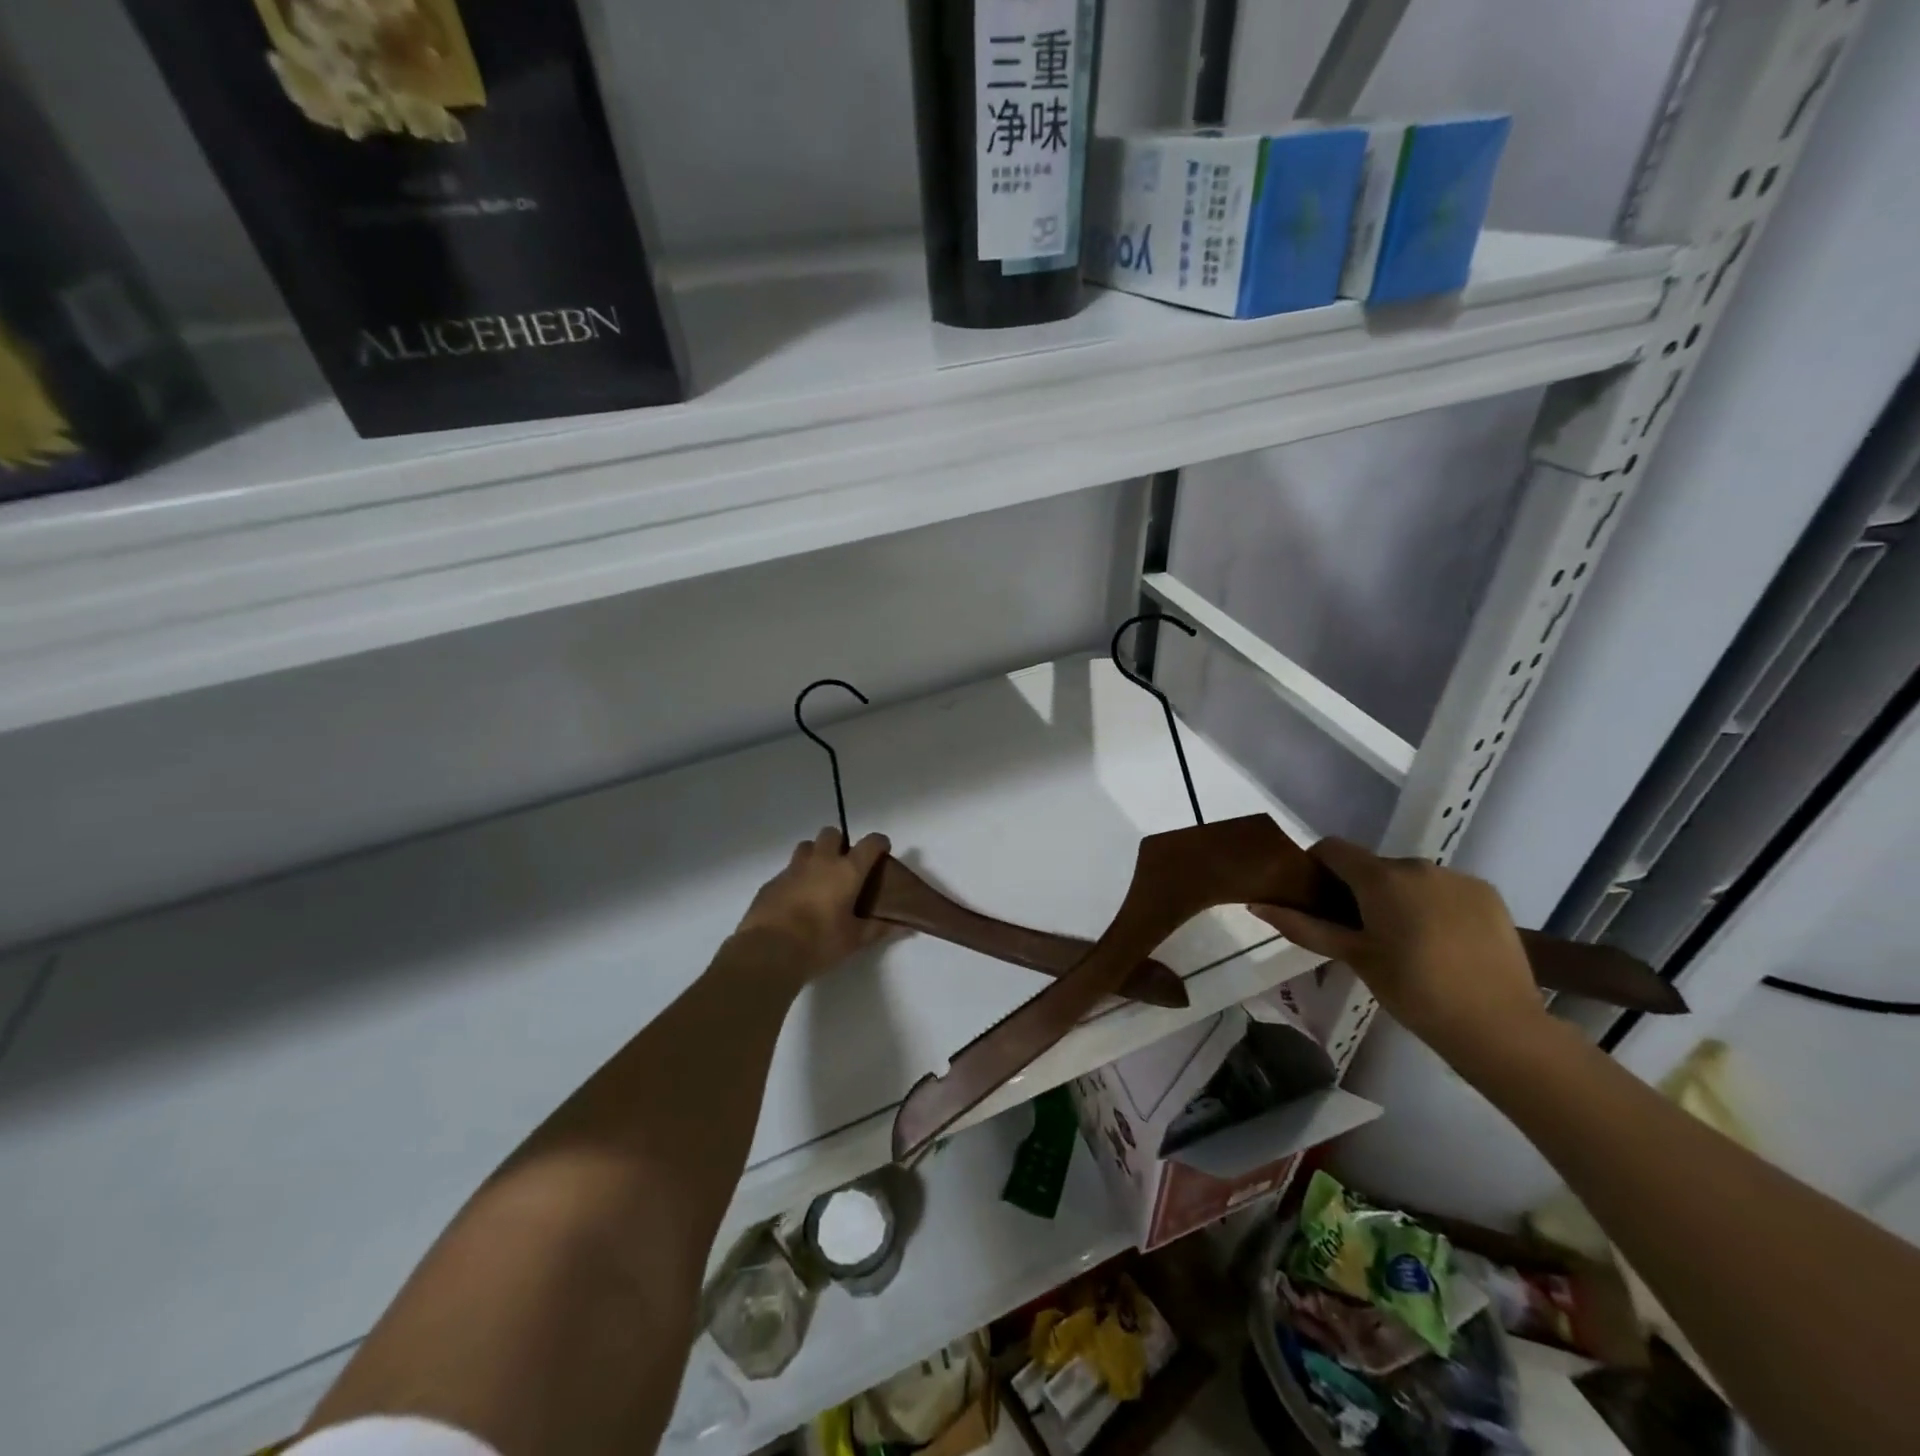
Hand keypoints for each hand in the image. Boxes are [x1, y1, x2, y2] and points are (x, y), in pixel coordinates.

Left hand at [735, 828, 894, 984]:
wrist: (769, 950)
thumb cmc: (820, 942)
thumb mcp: (854, 939)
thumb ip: (878, 929)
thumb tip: (904, 927)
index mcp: (847, 871)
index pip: (870, 843)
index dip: (879, 843)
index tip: (882, 851)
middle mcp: (821, 861)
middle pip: (832, 834)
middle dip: (840, 844)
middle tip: (844, 867)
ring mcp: (793, 869)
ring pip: (806, 847)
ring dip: (815, 855)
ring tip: (819, 879)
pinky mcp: (771, 882)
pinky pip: (787, 870)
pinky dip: (796, 878)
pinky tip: (796, 900)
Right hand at [1249, 837, 1547, 1065]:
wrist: (1499, 1027)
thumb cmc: (1413, 991)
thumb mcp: (1354, 958)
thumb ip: (1304, 927)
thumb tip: (1257, 904)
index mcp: (1381, 877)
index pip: (1333, 848)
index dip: (1317, 868)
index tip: (1317, 901)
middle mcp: (1418, 865)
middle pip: (1372, 866)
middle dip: (1360, 890)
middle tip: (1360, 933)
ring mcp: (1457, 878)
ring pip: (1410, 878)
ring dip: (1398, 898)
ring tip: (1405, 942)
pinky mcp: (1488, 894)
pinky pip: (1444, 889)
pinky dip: (1433, 906)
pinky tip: (1441, 943)